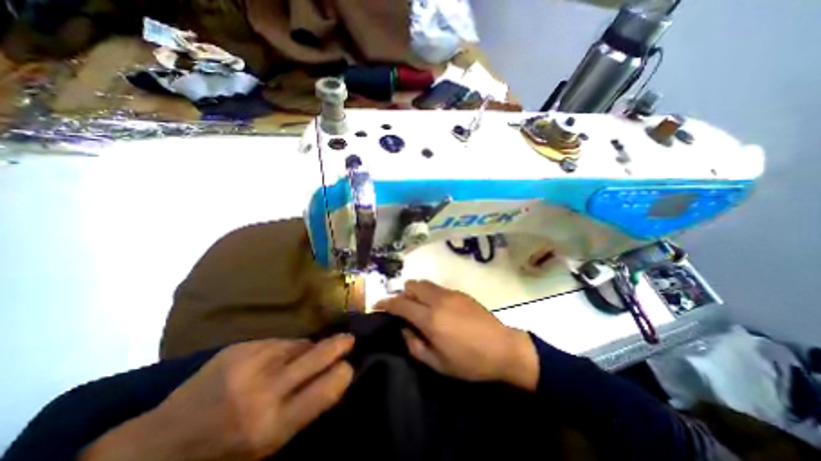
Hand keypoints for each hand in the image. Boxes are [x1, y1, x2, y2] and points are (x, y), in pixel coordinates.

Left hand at [81, 336, 354, 460]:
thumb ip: (304, 409)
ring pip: (300, 344)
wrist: (159, 444)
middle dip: (339, 345)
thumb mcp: (267, 446)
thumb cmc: (221, 454)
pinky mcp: (240, 347)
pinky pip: (279, 341)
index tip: (349, 367)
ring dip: (308, 349)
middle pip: (319, 355)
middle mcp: (264, 390)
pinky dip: (286, 348)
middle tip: (349, 339)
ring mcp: (251, 362)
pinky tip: (277, 357)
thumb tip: (335, 378)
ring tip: (303, 357)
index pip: (327, 389)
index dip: (343, 374)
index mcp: (273, 425)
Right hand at [377, 279, 539, 390]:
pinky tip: (437, 307)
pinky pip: (437, 287)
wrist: (503, 348)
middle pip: (411, 285)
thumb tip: (404, 330)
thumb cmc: (469, 362)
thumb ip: (415, 345)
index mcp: (430, 319)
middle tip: (402, 309)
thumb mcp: (438, 363)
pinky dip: (429, 293)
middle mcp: (438, 300)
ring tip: (419, 307)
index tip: (377, 305)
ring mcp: (450, 293)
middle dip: (402, 294)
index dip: (386, 303)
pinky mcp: (460, 292)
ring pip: (424, 283)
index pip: (400, 304)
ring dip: (416, 292)